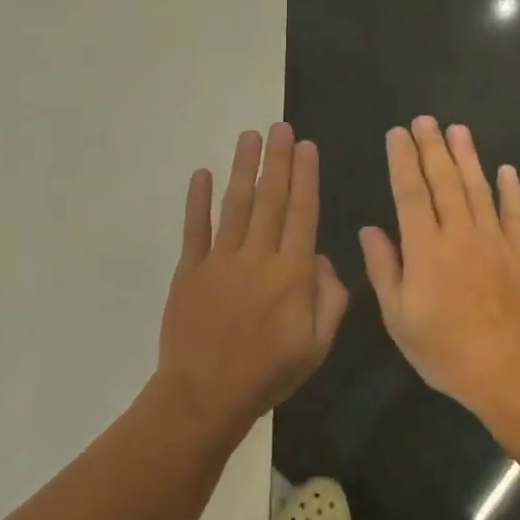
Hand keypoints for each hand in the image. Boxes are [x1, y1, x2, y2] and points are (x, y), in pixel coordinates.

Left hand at [157, 123, 349, 432]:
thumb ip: (330, 299)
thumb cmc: (268, 374)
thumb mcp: (317, 346)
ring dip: (243, 168)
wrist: (206, 393)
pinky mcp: (189, 270)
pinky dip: (197, 200)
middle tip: (280, 126)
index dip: (305, 177)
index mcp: (292, 273)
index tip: (306, 146)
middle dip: (277, 160)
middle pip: (270, 199)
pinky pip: (195, 228)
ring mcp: (219, 260)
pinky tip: (201, 174)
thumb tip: (322, 258)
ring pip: (235, 204)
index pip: (302, 213)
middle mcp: (257, 256)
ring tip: (249, 136)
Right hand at [360, 117, 519, 424]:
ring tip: (457, 130)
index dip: (402, 161)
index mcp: (425, 249)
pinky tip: (506, 169)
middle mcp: (460, 234)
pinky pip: (515, 214)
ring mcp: (495, 242)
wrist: (511, 370)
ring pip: (479, 189)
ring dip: (467, 157)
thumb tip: (370, 230)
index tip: (396, 134)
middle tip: (425, 120)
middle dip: (432, 148)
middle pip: (445, 181)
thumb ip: (384, 269)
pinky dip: (511, 190)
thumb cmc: (445, 350)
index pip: (410, 193)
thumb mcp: (399, 318)